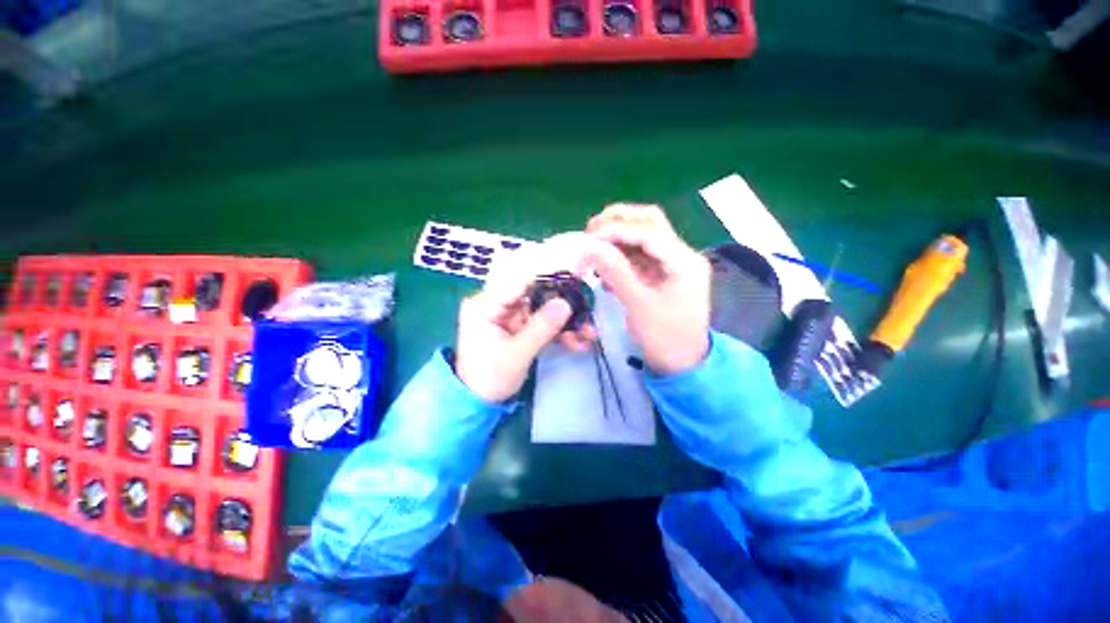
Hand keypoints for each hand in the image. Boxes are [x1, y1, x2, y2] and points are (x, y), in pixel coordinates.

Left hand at [455, 264, 595, 402]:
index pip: (517, 278)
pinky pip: (543, 321)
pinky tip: (577, 341)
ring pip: (543, 307)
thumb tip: (566, 303)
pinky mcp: (519, 325)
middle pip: (534, 291)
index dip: (546, 272)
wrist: (478, 401)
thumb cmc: (488, 379)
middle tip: (587, 303)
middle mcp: (497, 302)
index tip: (573, 269)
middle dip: (563, 300)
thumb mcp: (516, 356)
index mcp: (485, 304)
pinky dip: (560, 330)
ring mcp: (509, 314)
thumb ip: (541, 328)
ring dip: (566, 319)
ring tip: (588, 332)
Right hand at [586, 203, 710, 374]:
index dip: (616, 231)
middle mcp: (681, 255)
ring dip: (618, 236)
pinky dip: (621, 254)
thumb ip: (616, 272)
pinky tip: (605, 265)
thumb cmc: (664, 338)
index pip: (649, 232)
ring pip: (644, 236)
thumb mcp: (639, 305)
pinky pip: (640, 255)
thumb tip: (590, 247)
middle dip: (619, 222)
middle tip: (591, 231)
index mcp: (684, 261)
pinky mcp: (662, 273)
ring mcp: (672, 263)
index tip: (588, 238)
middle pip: (650, 223)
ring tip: (593, 245)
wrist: (682, 364)